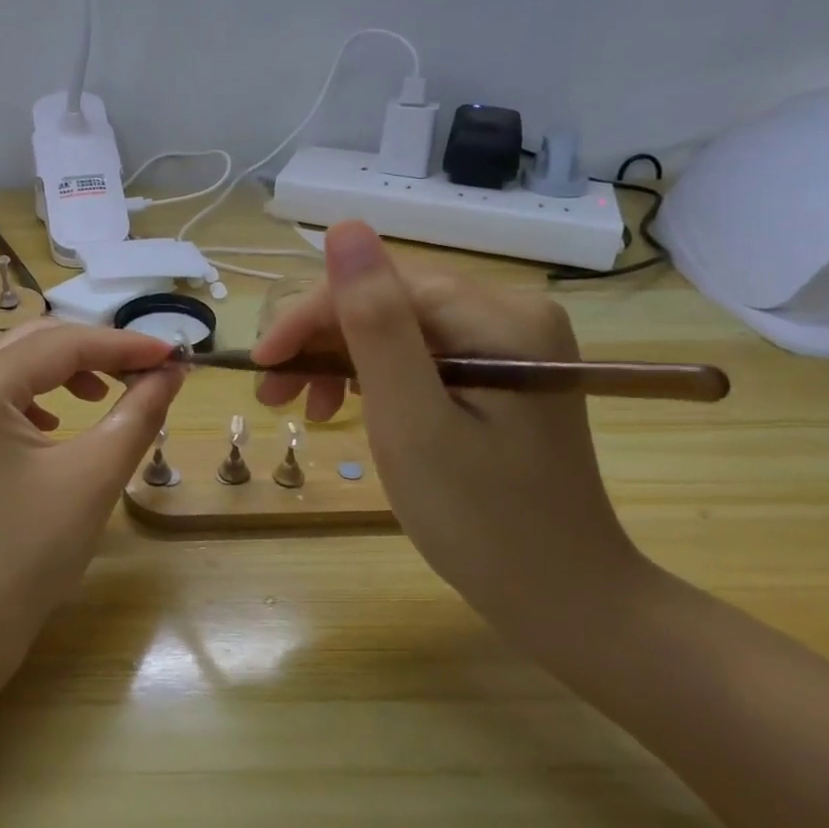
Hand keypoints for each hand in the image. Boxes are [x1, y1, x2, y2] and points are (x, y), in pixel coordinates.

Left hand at [0, 320, 183, 659]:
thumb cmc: (25, 555)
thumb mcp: (93, 477)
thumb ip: (138, 413)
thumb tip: (173, 372)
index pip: (63, 344)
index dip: (124, 345)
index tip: (175, 355)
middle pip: (36, 344)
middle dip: (97, 352)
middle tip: (148, 370)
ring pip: (17, 366)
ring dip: (67, 371)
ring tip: (108, 394)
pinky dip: (39, 397)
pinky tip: (58, 422)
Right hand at [249, 221, 641, 617]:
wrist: (566, 600)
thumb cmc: (482, 521)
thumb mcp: (412, 421)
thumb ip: (376, 323)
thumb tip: (344, 227)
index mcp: (500, 317)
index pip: (381, 285)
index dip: (311, 318)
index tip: (262, 366)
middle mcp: (511, 312)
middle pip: (389, 303)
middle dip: (321, 343)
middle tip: (272, 394)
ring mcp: (510, 342)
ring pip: (397, 327)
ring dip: (339, 360)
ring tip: (301, 408)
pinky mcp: (501, 371)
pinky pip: (419, 354)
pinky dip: (374, 377)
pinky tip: (344, 404)